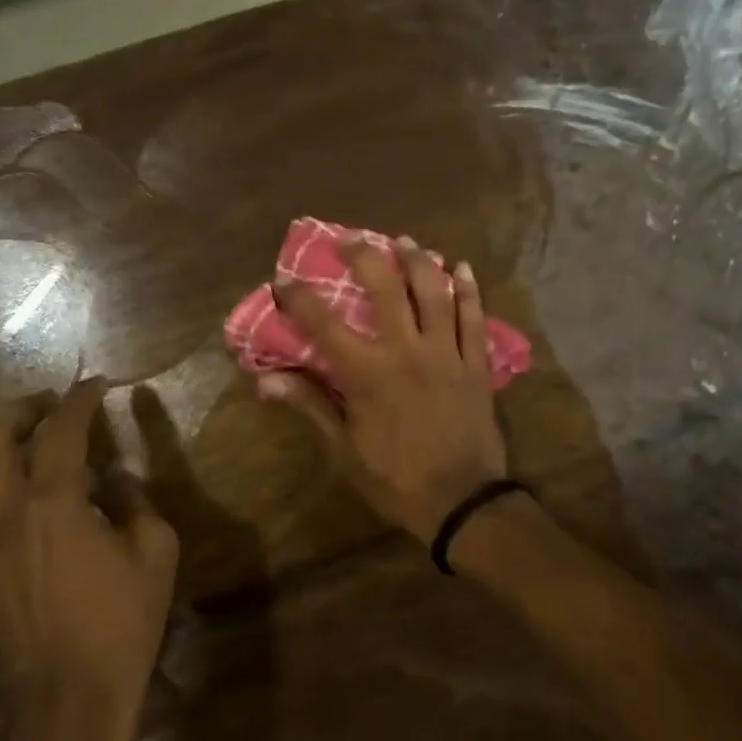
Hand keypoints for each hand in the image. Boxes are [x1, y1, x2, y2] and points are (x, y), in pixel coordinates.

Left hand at [0, 378, 178, 740]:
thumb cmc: (122, 619)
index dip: (81, 399)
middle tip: (57, 404)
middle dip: (29, 411)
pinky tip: (8, 489)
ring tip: (27, 440)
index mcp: (55, 500)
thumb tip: (116, 478)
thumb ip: (135, 502)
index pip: (62, 429)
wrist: (69, 694)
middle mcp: (7, 509)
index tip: (99, 383)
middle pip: (0, 439)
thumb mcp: (154, 550)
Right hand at [263, 237, 508, 538]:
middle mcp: (406, 350)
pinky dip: (469, 290)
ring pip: (434, 292)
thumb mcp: (344, 450)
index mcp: (368, 373)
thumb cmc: (396, 479)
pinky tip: (462, 268)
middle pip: (385, 288)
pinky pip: (475, 318)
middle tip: (350, 239)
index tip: (284, 281)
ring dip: (418, 261)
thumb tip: (266, 380)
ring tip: (404, 240)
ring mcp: (447, 352)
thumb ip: (309, 406)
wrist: (462, 501)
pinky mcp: (476, 363)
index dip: (300, 298)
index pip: (324, 324)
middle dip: (364, 256)